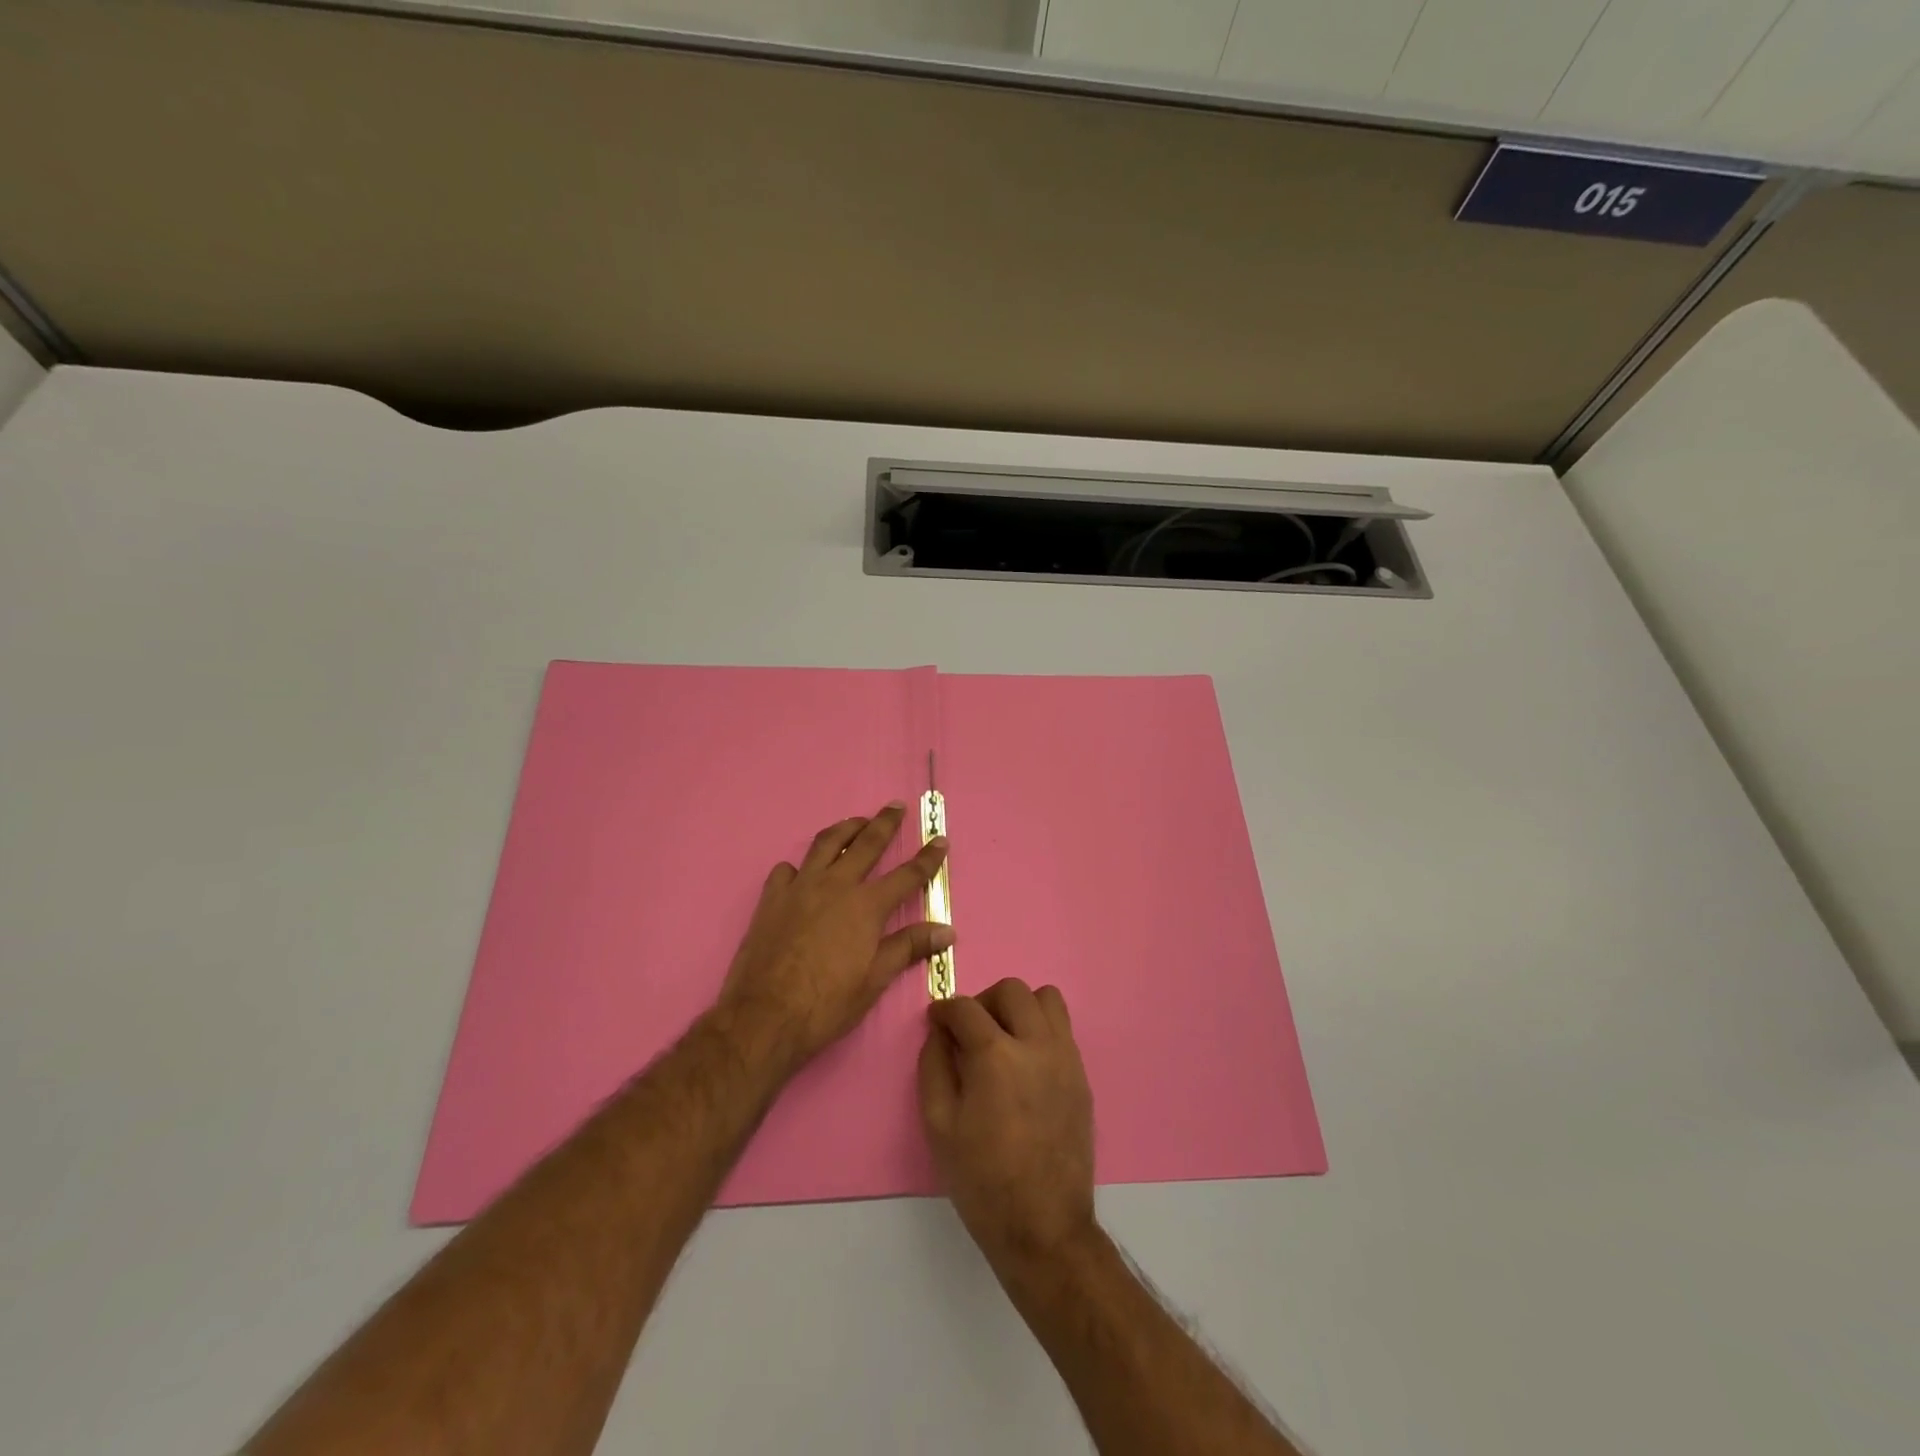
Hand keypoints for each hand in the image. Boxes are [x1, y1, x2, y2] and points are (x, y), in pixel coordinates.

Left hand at [717, 804, 950, 1073]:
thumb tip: (947, 930)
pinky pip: (787, 870)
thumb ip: (909, 947)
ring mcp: (800, 888)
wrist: (764, 1016)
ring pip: (826, 844)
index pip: (907, 875)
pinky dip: (799, 866)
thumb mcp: (875, 979)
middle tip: (895, 806)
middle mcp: (836, 885)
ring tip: (855, 823)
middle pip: (866, 843)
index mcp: (866, 906)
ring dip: (845, 829)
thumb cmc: (827, 1003)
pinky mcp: (772, 898)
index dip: (927, 858)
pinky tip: (801, 872)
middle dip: (885, 823)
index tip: (940, 839)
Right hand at [918, 977, 1096, 1269]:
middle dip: (983, 1001)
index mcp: (995, 1055)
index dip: (944, 1009)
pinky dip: (1040, 1029)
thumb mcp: (938, 1125)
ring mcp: (1065, 1057)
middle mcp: (1035, 1044)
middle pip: (1011, 990)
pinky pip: (1062, 1028)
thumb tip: (939, 1032)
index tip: (937, 1021)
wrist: (1044, 1226)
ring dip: (1020, 1007)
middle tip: (970, 1031)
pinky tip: (1026, 1064)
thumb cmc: (982, 1180)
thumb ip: (933, 1066)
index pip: (966, 1008)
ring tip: (1004, 1038)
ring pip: (1046, 999)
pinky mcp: (1081, 1074)